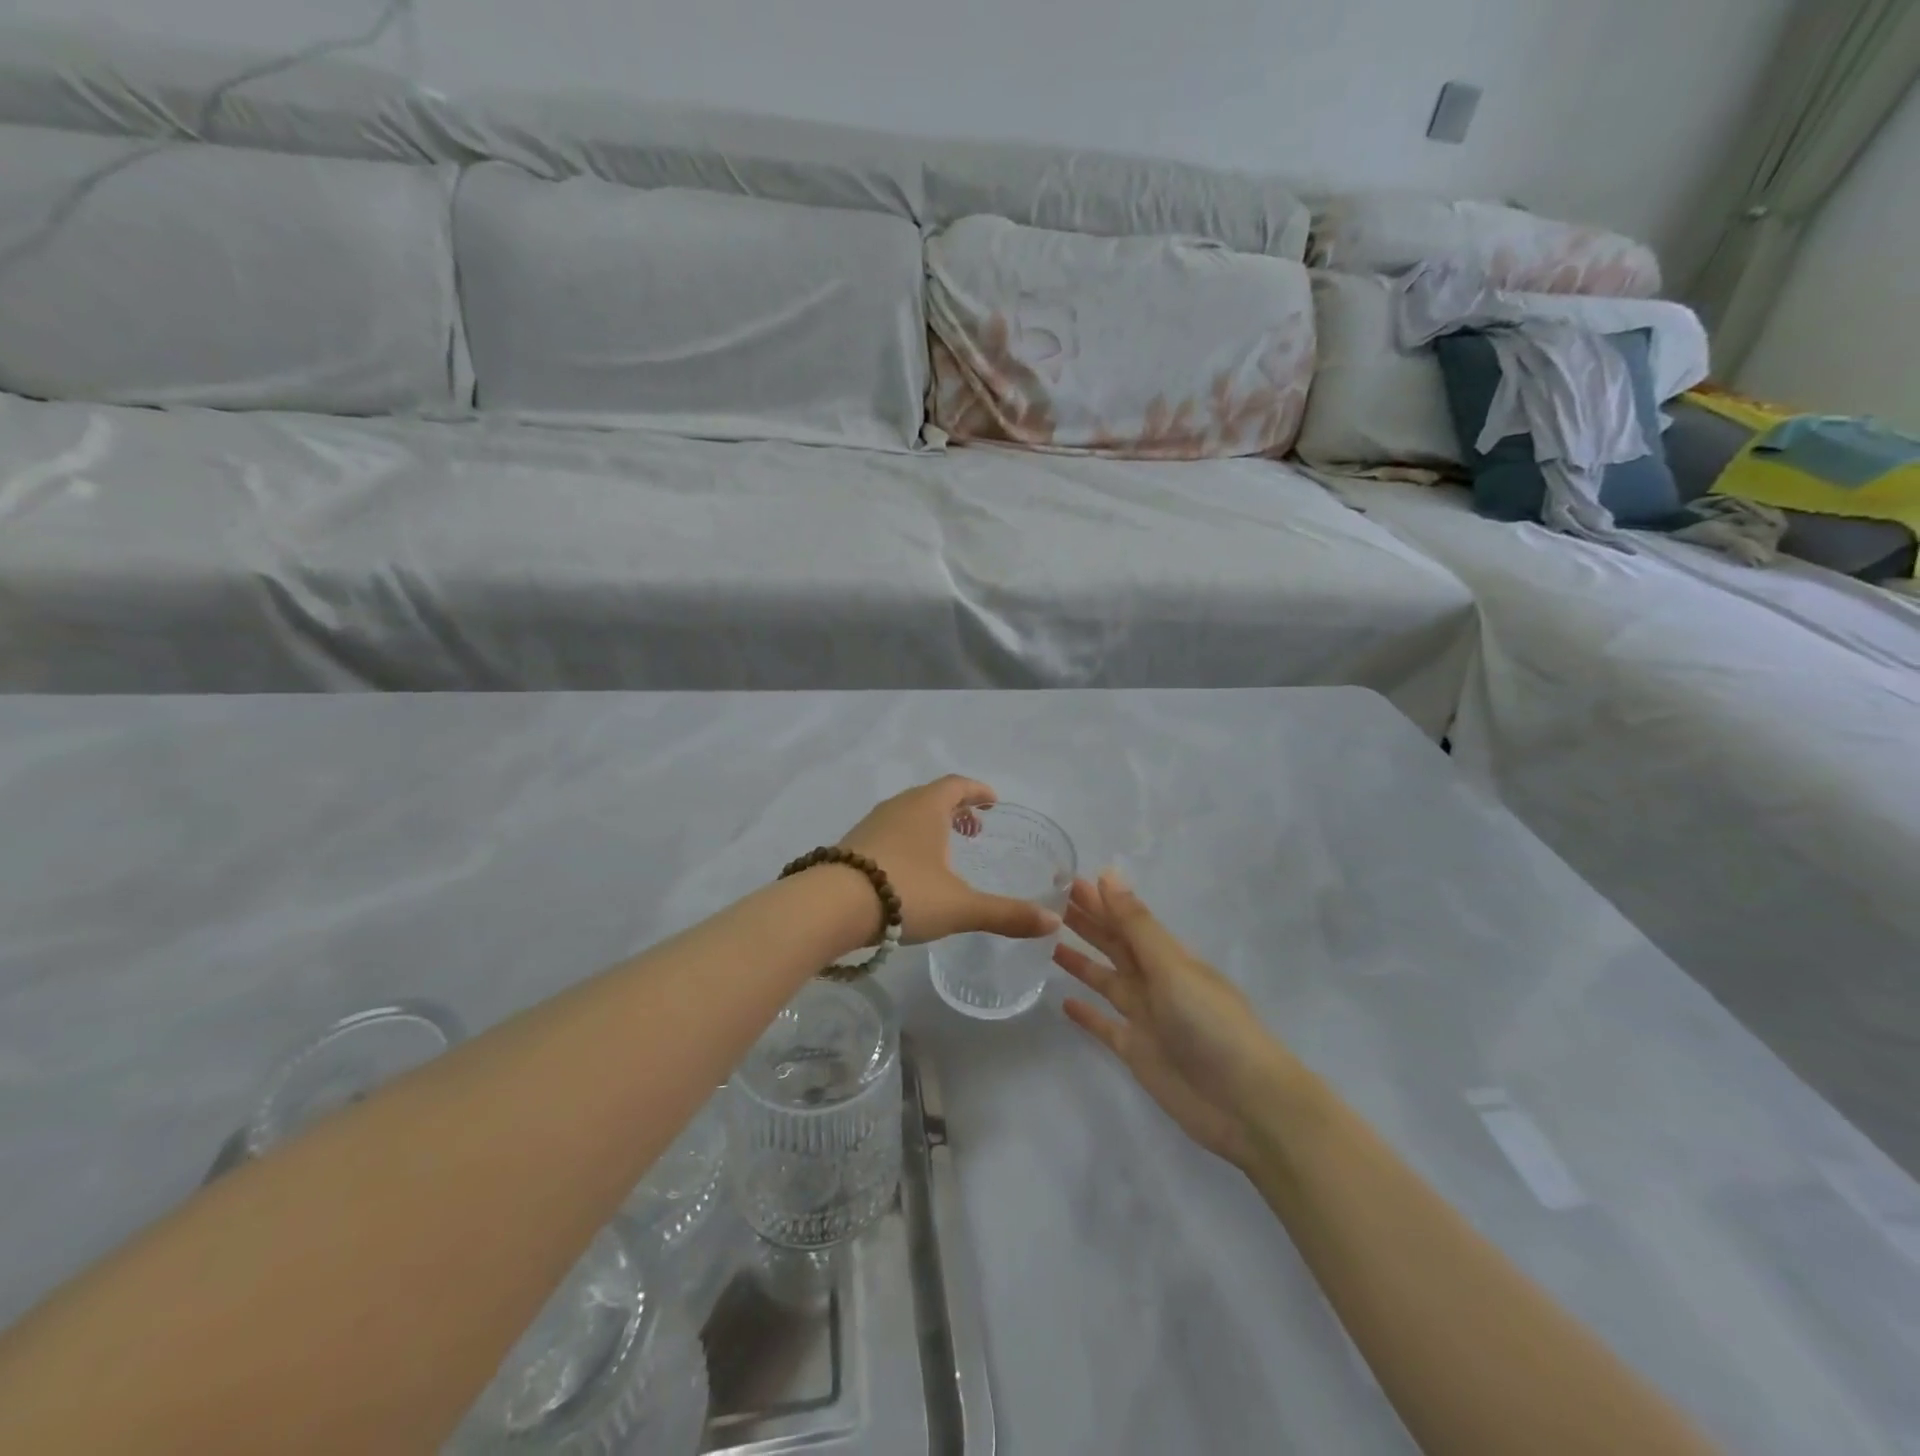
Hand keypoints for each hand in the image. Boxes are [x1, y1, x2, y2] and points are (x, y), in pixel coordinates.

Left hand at [839, 776, 1060, 945]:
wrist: (830, 906)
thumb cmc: (904, 893)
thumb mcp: (961, 907)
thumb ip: (1006, 914)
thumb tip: (1053, 923)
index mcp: (927, 807)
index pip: (957, 785)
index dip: (978, 790)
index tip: (992, 801)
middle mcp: (898, 807)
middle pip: (931, 797)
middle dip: (955, 809)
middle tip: (974, 829)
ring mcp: (870, 825)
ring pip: (907, 815)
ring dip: (929, 826)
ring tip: (945, 851)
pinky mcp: (851, 846)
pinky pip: (888, 833)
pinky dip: (907, 841)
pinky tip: (909, 871)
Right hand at [1056, 870, 1288, 1167]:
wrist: (1246, 1105)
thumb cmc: (1212, 1025)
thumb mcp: (1173, 968)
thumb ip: (1137, 925)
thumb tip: (1108, 873)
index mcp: (1169, 957)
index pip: (1126, 919)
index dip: (1098, 899)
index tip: (1064, 878)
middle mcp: (1156, 981)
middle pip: (1114, 945)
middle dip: (1086, 923)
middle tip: (1046, 901)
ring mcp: (1146, 1018)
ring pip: (1106, 980)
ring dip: (1081, 962)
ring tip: (1047, 942)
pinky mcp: (1137, 1052)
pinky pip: (1105, 1026)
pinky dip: (1087, 1015)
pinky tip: (1064, 1002)